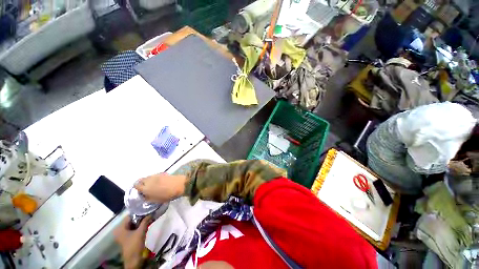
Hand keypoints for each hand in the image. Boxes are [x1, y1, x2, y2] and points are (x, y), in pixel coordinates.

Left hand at [114, 215, 151, 268]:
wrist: (133, 259)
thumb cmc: (135, 245)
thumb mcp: (141, 232)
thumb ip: (145, 221)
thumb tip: (151, 213)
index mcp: (120, 228)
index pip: (130, 216)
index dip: (138, 212)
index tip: (147, 209)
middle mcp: (120, 230)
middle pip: (131, 220)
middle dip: (141, 217)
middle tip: (149, 213)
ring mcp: (123, 234)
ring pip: (133, 224)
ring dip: (141, 222)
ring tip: (149, 217)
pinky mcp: (127, 238)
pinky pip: (134, 228)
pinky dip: (139, 226)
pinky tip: (146, 224)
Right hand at [135, 173, 186, 202]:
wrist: (178, 185)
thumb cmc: (167, 195)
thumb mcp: (156, 200)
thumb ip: (148, 198)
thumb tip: (144, 196)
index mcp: (145, 188)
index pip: (136, 185)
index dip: (137, 188)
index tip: (140, 191)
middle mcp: (148, 180)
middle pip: (141, 180)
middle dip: (142, 183)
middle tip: (146, 188)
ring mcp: (155, 175)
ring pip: (148, 177)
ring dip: (149, 180)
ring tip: (153, 185)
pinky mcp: (162, 173)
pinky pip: (155, 176)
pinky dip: (155, 178)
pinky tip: (159, 182)